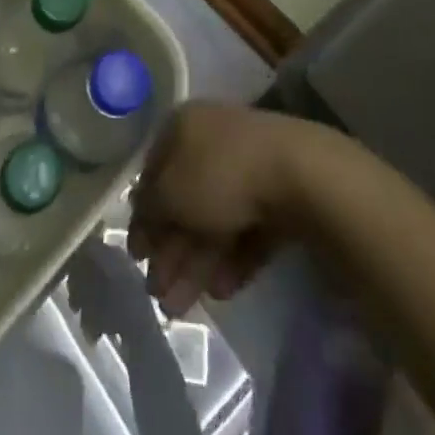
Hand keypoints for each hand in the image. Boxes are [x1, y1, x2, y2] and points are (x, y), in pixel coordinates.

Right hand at [129, 102, 330, 316]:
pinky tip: (222, 291)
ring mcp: (247, 167)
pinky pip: (246, 228)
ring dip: (194, 264)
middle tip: (159, 294)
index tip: (137, 255)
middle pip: (184, 200)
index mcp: (183, 126)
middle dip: (169, 250)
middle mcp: (213, 139)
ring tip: (181, 309)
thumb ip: (149, 208)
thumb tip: (139, 215)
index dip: (143, 213)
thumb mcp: (170, 193)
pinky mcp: (277, 195)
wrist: (298, 174)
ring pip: (214, 219)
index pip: (153, 170)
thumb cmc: (220, 174)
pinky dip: (231, 259)